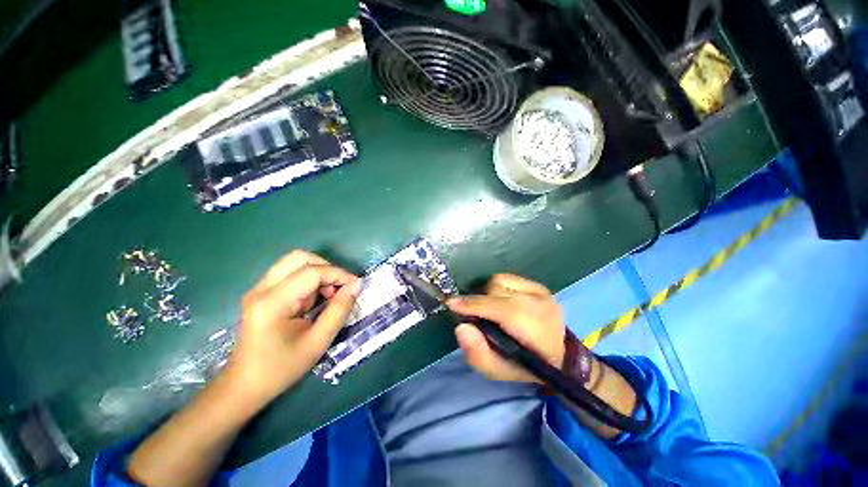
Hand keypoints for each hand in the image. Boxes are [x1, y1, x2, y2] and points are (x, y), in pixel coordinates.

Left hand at [227, 250, 360, 403]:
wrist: (245, 385)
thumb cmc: (282, 368)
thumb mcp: (318, 341)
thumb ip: (340, 310)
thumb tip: (357, 284)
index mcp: (273, 303)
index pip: (311, 272)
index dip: (338, 274)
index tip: (356, 286)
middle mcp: (261, 289)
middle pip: (299, 257)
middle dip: (326, 268)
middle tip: (338, 288)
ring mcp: (258, 289)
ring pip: (295, 262)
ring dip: (318, 273)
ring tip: (327, 296)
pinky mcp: (261, 292)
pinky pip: (290, 273)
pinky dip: (309, 280)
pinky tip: (313, 300)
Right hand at [448, 274, 565, 383]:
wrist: (560, 355)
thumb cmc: (526, 366)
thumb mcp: (499, 371)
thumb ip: (478, 353)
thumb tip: (461, 327)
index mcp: (535, 330)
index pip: (499, 309)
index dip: (473, 305)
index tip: (451, 304)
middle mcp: (540, 304)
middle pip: (495, 291)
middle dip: (478, 302)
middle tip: (475, 316)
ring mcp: (541, 291)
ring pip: (499, 281)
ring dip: (487, 294)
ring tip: (490, 310)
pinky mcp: (539, 285)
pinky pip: (507, 278)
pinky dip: (497, 287)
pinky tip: (500, 300)